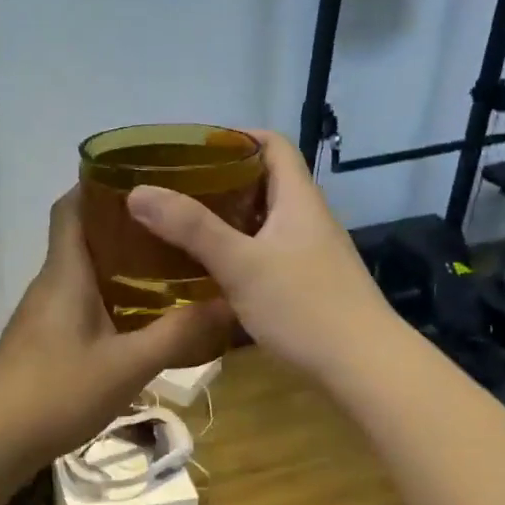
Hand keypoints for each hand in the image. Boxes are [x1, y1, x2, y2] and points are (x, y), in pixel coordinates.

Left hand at [0, 190, 233, 465]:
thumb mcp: (127, 366)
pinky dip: (109, 294)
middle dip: (123, 223)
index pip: (70, 206)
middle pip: (82, 235)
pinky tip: (139, 315)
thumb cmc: (56, 391)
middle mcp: (51, 282)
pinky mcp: (43, 338)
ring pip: (82, 270)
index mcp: (65, 272)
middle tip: (173, 222)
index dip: (97, 183)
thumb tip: (228, 304)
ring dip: (118, 262)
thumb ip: (177, 334)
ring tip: (168, 262)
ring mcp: (43, 312)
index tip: (141, 175)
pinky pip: (79, 299)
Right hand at [126, 130, 390, 378]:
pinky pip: (266, 253)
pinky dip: (237, 252)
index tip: (193, 148)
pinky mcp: (308, 284)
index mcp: (298, 199)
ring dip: (227, 219)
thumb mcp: (241, 264)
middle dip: (221, 180)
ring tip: (182, 226)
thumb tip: (138, 192)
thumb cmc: (305, 305)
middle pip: (265, 181)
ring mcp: (311, 254)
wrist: (366, 367)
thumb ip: (191, 228)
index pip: (274, 144)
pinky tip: (211, 272)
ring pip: (264, 221)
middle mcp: (308, 218)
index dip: (236, 137)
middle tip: (176, 189)